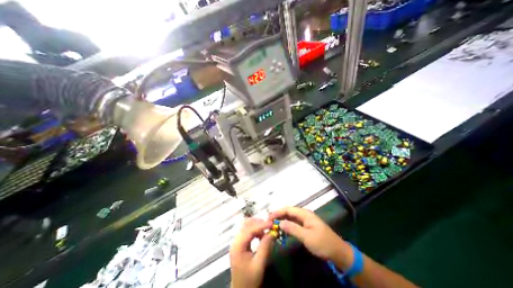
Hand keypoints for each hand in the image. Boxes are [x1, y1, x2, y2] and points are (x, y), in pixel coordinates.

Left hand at [230, 218, 273, 287]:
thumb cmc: (249, 280)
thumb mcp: (259, 265)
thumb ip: (265, 247)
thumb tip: (272, 233)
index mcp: (238, 246)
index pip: (249, 229)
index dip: (261, 225)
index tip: (271, 224)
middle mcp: (236, 241)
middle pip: (246, 224)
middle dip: (258, 222)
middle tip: (269, 225)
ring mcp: (237, 241)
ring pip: (246, 226)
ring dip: (256, 225)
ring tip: (266, 229)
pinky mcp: (240, 243)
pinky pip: (247, 231)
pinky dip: (255, 229)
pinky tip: (261, 234)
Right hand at [269, 207, 348, 259]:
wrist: (338, 252)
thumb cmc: (323, 243)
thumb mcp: (307, 237)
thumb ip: (293, 229)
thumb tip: (280, 223)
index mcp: (305, 213)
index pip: (288, 209)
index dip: (278, 212)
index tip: (269, 217)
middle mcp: (304, 214)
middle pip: (288, 211)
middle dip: (279, 214)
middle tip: (269, 220)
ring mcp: (305, 220)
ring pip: (291, 217)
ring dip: (282, 219)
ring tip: (273, 223)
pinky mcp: (306, 226)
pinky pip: (294, 222)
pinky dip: (287, 224)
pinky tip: (282, 228)